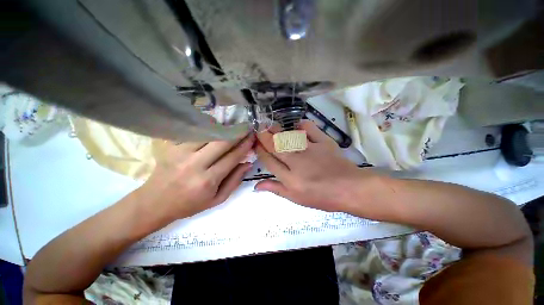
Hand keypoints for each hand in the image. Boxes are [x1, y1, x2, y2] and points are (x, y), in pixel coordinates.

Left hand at [136, 133, 254, 221]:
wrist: (154, 203)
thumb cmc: (189, 204)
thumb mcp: (217, 199)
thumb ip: (235, 181)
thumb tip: (248, 163)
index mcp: (208, 180)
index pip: (232, 157)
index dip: (245, 145)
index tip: (252, 136)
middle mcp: (194, 164)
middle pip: (221, 142)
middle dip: (237, 132)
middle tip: (246, 126)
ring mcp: (180, 153)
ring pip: (206, 133)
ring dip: (222, 127)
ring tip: (231, 125)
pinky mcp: (171, 147)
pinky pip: (192, 131)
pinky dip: (205, 126)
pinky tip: (213, 124)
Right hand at [255, 121, 386, 214]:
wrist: (349, 188)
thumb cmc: (322, 197)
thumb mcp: (296, 198)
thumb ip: (276, 189)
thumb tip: (256, 186)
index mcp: (289, 178)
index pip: (268, 161)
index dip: (260, 151)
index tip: (256, 144)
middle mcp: (297, 162)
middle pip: (275, 146)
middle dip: (264, 136)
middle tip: (259, 128)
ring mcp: (310, 150)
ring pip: (289, 136)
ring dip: (277, 130)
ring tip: (271, 126)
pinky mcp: (323, 142)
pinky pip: (310, 129)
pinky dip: (302, 125)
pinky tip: (298, 126)